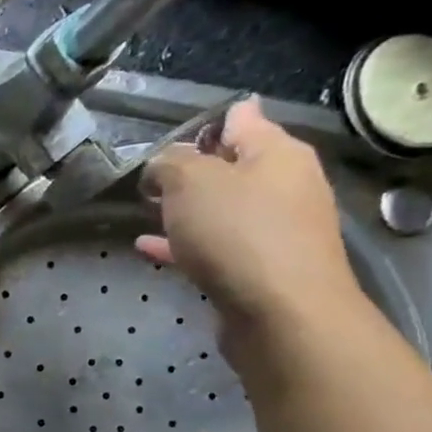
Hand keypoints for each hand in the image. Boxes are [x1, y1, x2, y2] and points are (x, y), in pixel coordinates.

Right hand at [137, 98, 367, 346]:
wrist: (281, 313)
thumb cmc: (238, 233)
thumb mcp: (191, 182)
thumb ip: (170, 163)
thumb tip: (164, 162)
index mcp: (277, 152)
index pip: (242, 118)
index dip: (205, 123)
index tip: (168, 139)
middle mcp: (285, 185)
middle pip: (232, 166)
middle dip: (192, 170)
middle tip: (150, 179)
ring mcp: (276, 230)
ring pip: (222, 209)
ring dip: (187, 209)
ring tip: (146, 212)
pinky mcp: (260, 268)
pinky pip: (215, 245)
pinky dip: (185, 243)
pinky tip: (150, 249)